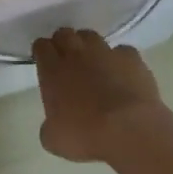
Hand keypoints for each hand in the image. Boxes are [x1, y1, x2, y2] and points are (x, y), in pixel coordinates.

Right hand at [31, 29, 172, 162]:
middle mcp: (76, 54)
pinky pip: (122, 51)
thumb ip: (49, 125)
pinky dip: (120, 60)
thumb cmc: (86, 134)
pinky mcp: (131, 57)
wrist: (129, 129)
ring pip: (91, 37)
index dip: (42, 52)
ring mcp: (105, 52)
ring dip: (89, 47)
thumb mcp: (54, 139)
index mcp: (53, 70)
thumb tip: (53, 125)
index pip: (41, 46)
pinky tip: (123, 75)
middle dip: (63, 43)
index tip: (44, 62)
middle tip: (67, 61)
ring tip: (94, 64)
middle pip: (64, 34)